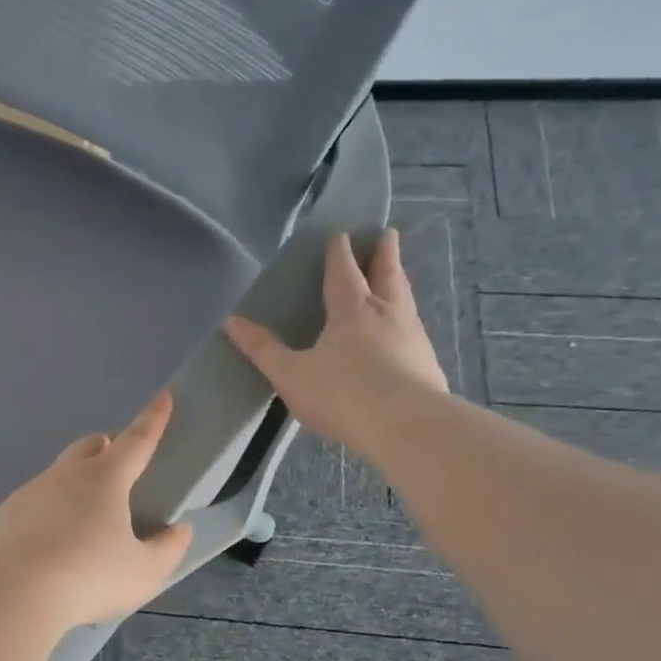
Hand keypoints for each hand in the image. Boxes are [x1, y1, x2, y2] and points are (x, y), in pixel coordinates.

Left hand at [0, 392, 194, 630]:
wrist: (16, 594)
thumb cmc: (90, 578)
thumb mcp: (144, 572)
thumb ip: (168, 549)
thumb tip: (179, 531)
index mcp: (104, 479)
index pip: (137, 440)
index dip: (154, 419)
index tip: (164, 397)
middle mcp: (65, 475)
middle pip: (89, 446)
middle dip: (106, 447)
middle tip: (118, 468)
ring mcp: (31, 492)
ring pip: (58, 474)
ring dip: (75, 483)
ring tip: (83, 521)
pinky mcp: (6, 514)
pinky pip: (34, 501)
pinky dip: (48, 511)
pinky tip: (50, 543)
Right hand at [224, 229, 447, 457]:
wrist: (406, 425)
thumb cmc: (342, 393)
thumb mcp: (291, 374)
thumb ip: (263, 349)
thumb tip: (231, 322)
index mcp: (352, 309)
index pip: (345, 271)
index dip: (341, 253)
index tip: (342, 235)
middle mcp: (387, 313)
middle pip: (386, 275)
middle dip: (384, 255)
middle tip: (388, 235)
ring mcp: (413, 336)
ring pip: (405, 299)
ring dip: (399, 283)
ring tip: (397, 277)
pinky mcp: (428, 362)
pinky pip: (415, 330)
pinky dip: (407, 320)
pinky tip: (406, 332)